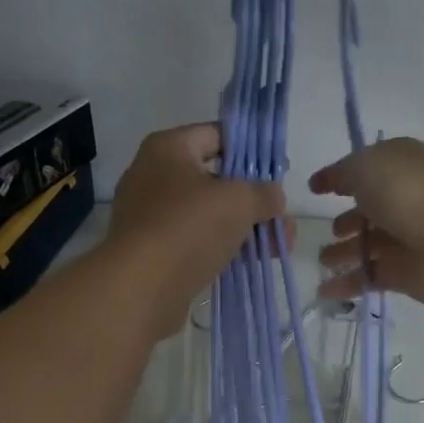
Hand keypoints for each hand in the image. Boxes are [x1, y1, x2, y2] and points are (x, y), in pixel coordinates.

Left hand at [110, 124, 283, 336]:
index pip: (217, 135)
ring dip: (245, 228)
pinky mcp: (152, 251)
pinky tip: (252, 263)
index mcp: (168, 148)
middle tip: (282, 219)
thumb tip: (274, 196)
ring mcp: (150, 216)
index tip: (279, 171)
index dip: (252, 151)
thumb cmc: (189, 227)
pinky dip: (223, 249)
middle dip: (253, 200)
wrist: (141, 287)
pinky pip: (195, 242)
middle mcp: (153, 176)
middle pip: (216, 179)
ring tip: (279, 247)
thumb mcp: (240, 201)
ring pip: (208, 215)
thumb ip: (264, 193)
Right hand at [310, 138, 423, 305]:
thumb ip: (342, 173)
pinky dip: (348, 284)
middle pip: (369, 210)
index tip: (315, 189)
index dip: (339, 177)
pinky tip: (324, 291)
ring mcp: (407, 238)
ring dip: (345, 252)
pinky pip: (370, 277)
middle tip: (327, 230)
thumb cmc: (410, 194)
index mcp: (398, 165)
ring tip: (323, 260)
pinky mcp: (406, 274)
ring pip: (369, 245)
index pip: (364, 168)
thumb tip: (330, 180)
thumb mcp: (366, 167)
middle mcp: (404, 199)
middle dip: (347, 220)